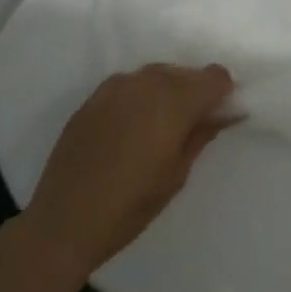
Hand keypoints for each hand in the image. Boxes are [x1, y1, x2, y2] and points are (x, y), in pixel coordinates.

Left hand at [20, 63, 237, 278]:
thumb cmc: (131, 205)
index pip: (213, 77)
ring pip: (155, 75)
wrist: (65, 219)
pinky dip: (141, 96)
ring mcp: (114, 87)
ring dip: (167, 91)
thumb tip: (225, 113)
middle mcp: (144, 84)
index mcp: (173, 102)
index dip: (222, 93)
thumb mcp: (177, 174)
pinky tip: (134, 126)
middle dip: (195, 91)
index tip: (220, 116)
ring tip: (163, 127)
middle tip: (193, 126)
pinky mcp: (92, 98)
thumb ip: (201, 135)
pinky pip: (129, 85)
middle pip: (183, 72)